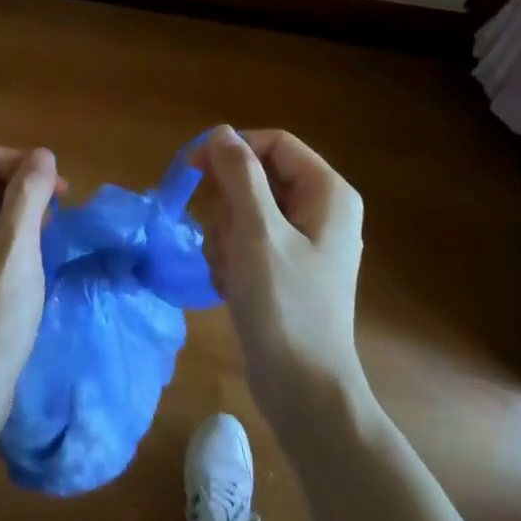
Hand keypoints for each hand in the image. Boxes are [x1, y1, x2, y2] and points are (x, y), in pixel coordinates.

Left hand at [0, 145, 61, 438]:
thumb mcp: (16, 251)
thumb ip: (28, 196)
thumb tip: (43, 154)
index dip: (23, 164)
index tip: (58, 193)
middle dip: (24, 188)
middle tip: (57, 218)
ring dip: (21, 216)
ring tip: (48, 241)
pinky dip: (12, 242)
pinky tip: (31, 267)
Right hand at [191, 126, 369, 424]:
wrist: (303, 388)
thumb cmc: (285, 305)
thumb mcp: (257, 233)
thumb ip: (239, 175)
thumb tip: (221, 132)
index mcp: (327, 192)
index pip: (273, 144)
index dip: (232, 150)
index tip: (193, 170)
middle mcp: (319, 210)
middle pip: (255, 179)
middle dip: (228, 208)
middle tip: (226, 241)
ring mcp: (301, 243)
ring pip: (243, 213)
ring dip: (225, 239)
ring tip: (233, 274)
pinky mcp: (283, 269)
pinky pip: (245, 243)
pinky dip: (231, 261)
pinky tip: (234, 289)